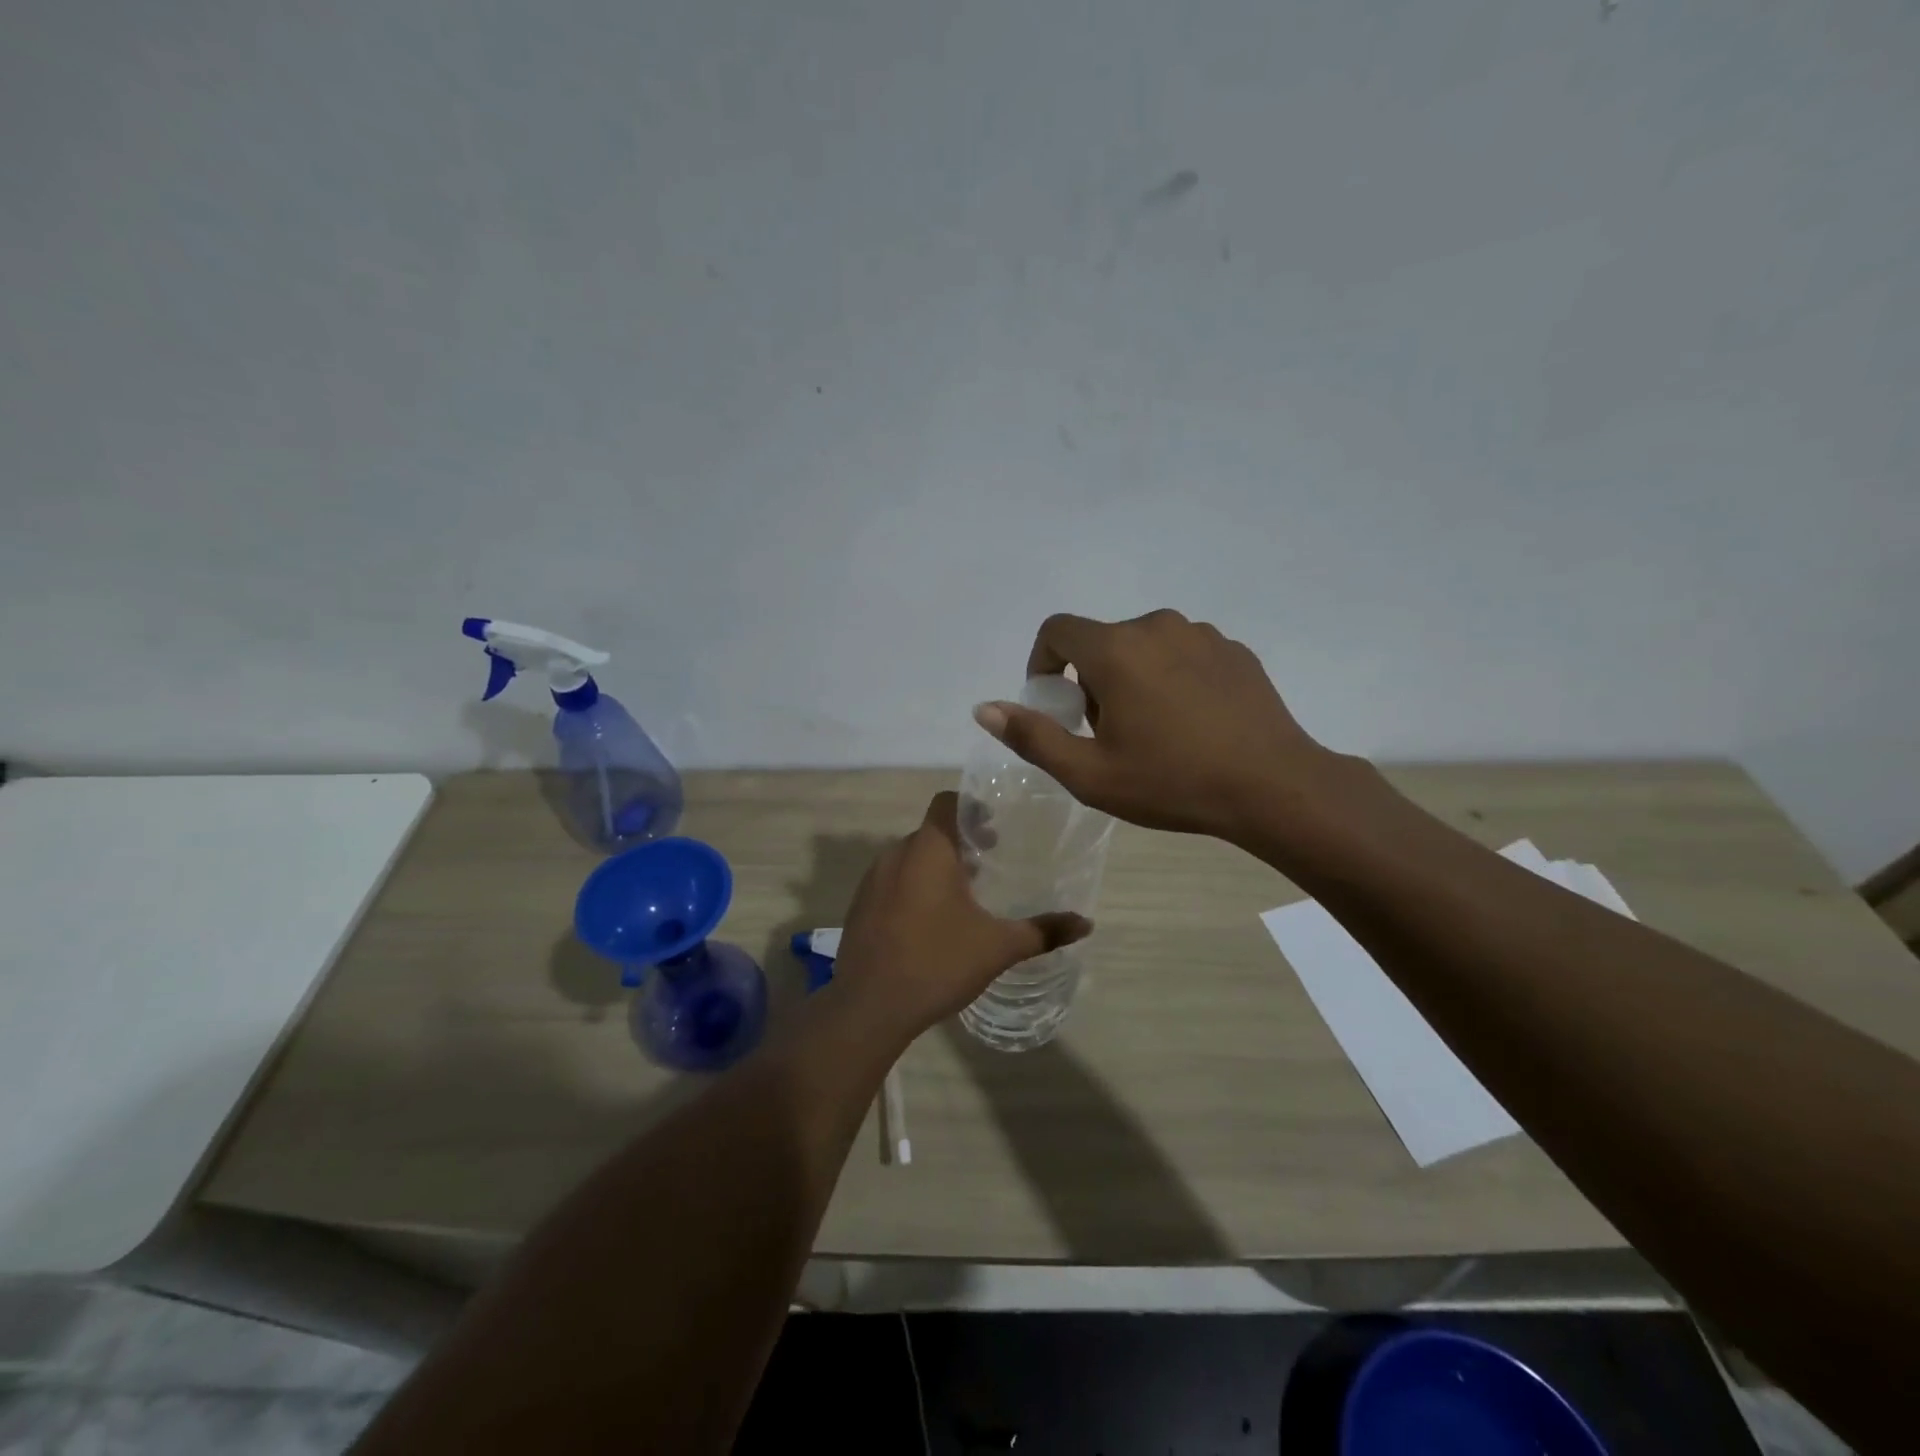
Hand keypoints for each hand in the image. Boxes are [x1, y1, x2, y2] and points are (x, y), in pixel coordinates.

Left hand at [833, 792, 1091, 1035]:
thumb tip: (1086, 924)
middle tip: (989, 863)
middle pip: (931, 832)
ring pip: (909, 858)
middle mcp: (895, 855)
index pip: (946, 803)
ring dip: (936, 866)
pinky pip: (892, 882)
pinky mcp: (859, 907)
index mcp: (928, 850)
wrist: (868, 1007)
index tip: (994, 828)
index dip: (971, 808)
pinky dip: (913, 887)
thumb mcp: (998, 947)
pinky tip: (930, 923)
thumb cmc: (937, 963)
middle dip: (960, 842)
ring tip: (963, 895)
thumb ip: (1043, 931)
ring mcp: (871, 881)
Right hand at [973, 609, 1351, 845]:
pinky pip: (1183, 653)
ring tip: (1152, 731)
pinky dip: (1171, 678)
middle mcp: (1156, 626)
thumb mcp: (1090, 773)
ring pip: (1144, 646)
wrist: (1273, 786)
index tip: (1056, 704)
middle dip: (1091, 681)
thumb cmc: (1172, 782)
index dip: (1043, 663)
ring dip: (1132, 678)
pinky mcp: (1233, 649)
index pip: (1057, 630)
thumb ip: (1032, 736)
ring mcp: (1201, 634)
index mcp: (1116, 649)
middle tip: (1107, 734)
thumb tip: (984, 708)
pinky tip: (1191, 723)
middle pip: (1101, 641)